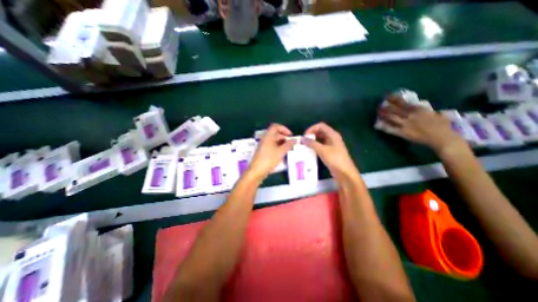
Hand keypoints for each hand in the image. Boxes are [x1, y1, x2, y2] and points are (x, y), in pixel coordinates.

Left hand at [246, 123, 293, 180]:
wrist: (257, 171)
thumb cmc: (269, 159)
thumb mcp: (281, 152)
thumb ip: (289, 145)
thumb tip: (295, 140)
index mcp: (268, 136)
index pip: (276, 126)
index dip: (284, 129)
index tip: (290, 135)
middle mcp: (265, 139)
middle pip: (275, 134)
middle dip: (285, 137)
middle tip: (292, 144)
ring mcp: (264, 146)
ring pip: (274, 141)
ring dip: (282, 144)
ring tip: (289, 150)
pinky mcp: (263, 152)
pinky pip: (272, 147)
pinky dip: (278, 148)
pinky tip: (283, 154)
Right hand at [301, 123, 358, 177]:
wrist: (344, 173)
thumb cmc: (335, 159)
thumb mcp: (322, 150)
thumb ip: (312, 143)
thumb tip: (302, 139)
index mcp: (332, 134)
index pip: (320, 126)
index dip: (312, 128)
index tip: (305, 136)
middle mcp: (332, 138)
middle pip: (320, 131)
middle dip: (311, 135)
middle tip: (304, 141)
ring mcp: (332, 145)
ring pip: (320, 139)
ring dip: (313, 141)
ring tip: (305, 146)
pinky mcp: (330, 152)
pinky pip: (321, 146)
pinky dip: (315, 146)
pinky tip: (310, 151)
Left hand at [377, 95, 466, 153]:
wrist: (442, 138)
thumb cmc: (442, 125)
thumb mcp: (433, 113)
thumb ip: (423, 109)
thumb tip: (417, 105)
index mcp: (418, 109)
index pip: (403, 103)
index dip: (394, 99)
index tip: (388, 96)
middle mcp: (410, 116)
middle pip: (395, 110)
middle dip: (387, 106)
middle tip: (380, 104)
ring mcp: (405, 124)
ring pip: (391, 118)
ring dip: (384, 114)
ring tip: (378, 112)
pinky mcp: (403, 133)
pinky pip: (391, 129)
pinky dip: (384, 126)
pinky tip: (378, 125)